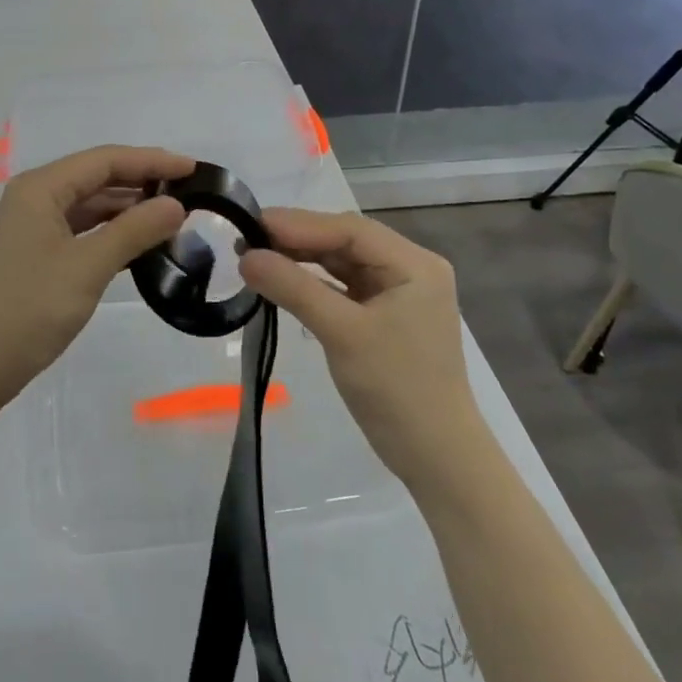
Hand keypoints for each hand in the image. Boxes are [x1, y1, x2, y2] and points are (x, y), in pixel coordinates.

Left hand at [0, 146, 190, 411]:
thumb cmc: (28, 309)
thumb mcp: (87, 267)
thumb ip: (133, 231)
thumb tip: (176, 204)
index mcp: (41, 188)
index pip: (104, 160)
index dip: (151, 161)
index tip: (194, 168)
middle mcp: (35, 198)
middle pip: (96, 178)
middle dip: (142, 182)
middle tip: (190, 193)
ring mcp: (34, 228)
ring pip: (90, 206)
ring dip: (129, 210)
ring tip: (173, 218)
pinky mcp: (38, 255)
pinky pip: (83, 231)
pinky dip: (113, 234)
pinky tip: (142, 244)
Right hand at [239, 208, 479, 488]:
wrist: (436, 458)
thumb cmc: (397, 390)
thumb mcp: (342, 333)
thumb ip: (294, 289)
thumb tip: (245, 256)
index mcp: (414, 264)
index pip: (349, 229)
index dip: (299, 223)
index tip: (252, 223)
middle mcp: (409, 269)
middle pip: (345, 241)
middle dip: (297, 238)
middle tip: (246, 238)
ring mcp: (397, 292)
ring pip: (341, 261)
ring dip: (301, 258)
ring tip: (255, 255)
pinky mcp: (384, 315)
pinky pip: (342, 285)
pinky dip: (312, 282)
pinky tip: (282, 279)